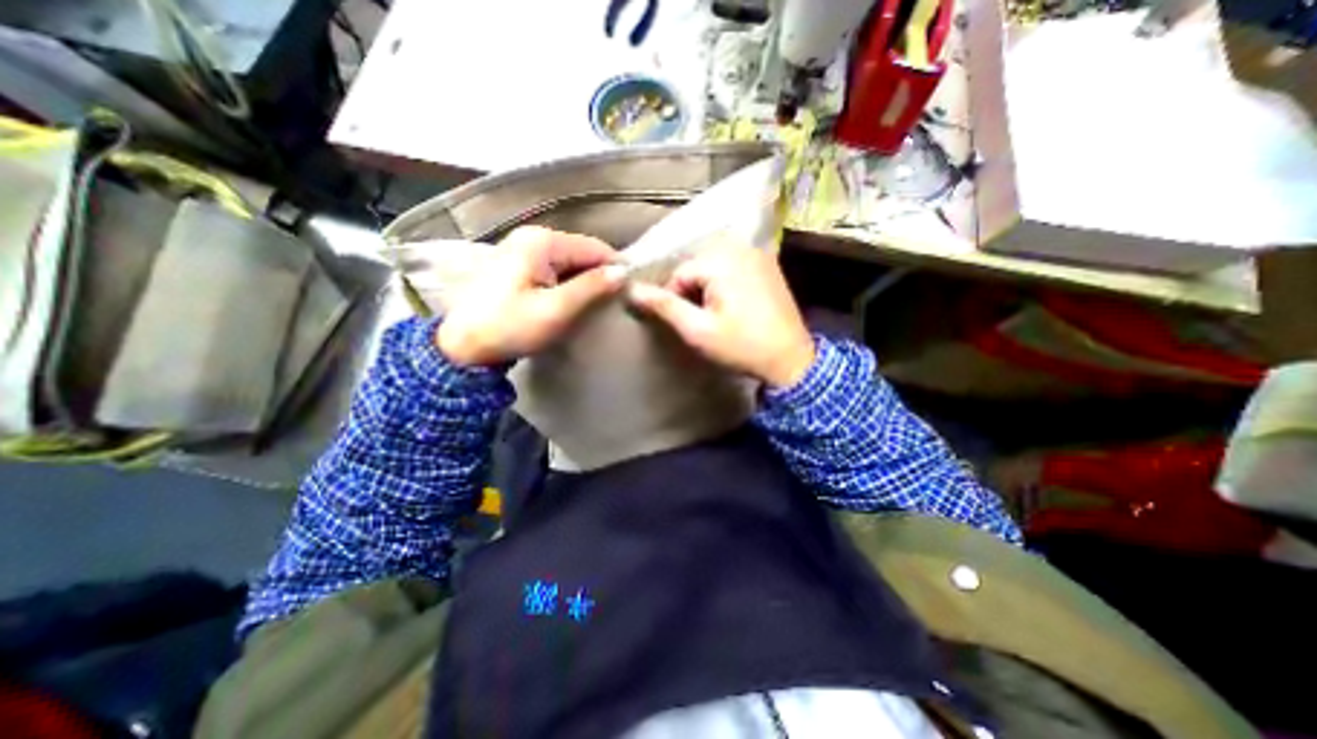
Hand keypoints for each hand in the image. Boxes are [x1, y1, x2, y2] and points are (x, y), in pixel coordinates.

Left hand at [437, 224, 624, 362]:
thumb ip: (591, 288)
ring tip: (597, 306)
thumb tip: (623, 273)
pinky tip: (573, 303)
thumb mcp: (556, 310)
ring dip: (585, 282)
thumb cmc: (510, 327)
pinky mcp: (518, 265)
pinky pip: (555, 270)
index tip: (629, 294)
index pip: (594, 248)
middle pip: (581, 253)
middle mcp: (532, 237)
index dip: (615, 269)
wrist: (462, 347)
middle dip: (599, 276)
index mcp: (542, 241)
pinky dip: (569, 285)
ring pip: (569, 263)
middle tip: (614, 304)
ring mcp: (522, 249)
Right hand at [626, 245, 814, 388]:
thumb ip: (664, 306)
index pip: (678, 274)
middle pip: (696, 268)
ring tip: (718, 317)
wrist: (790, 359)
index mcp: (720, 260)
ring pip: (714, 269)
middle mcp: (740, 248)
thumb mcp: (697, 330)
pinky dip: (726, 285)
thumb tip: (631, 290)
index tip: (686, 324)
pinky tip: (735, 308)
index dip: (675, 301)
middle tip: (703, 321)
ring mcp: (758, 254)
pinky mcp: (769, 265)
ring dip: (708, 291)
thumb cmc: (741, 346)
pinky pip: (733, 269)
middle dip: (692, 294)